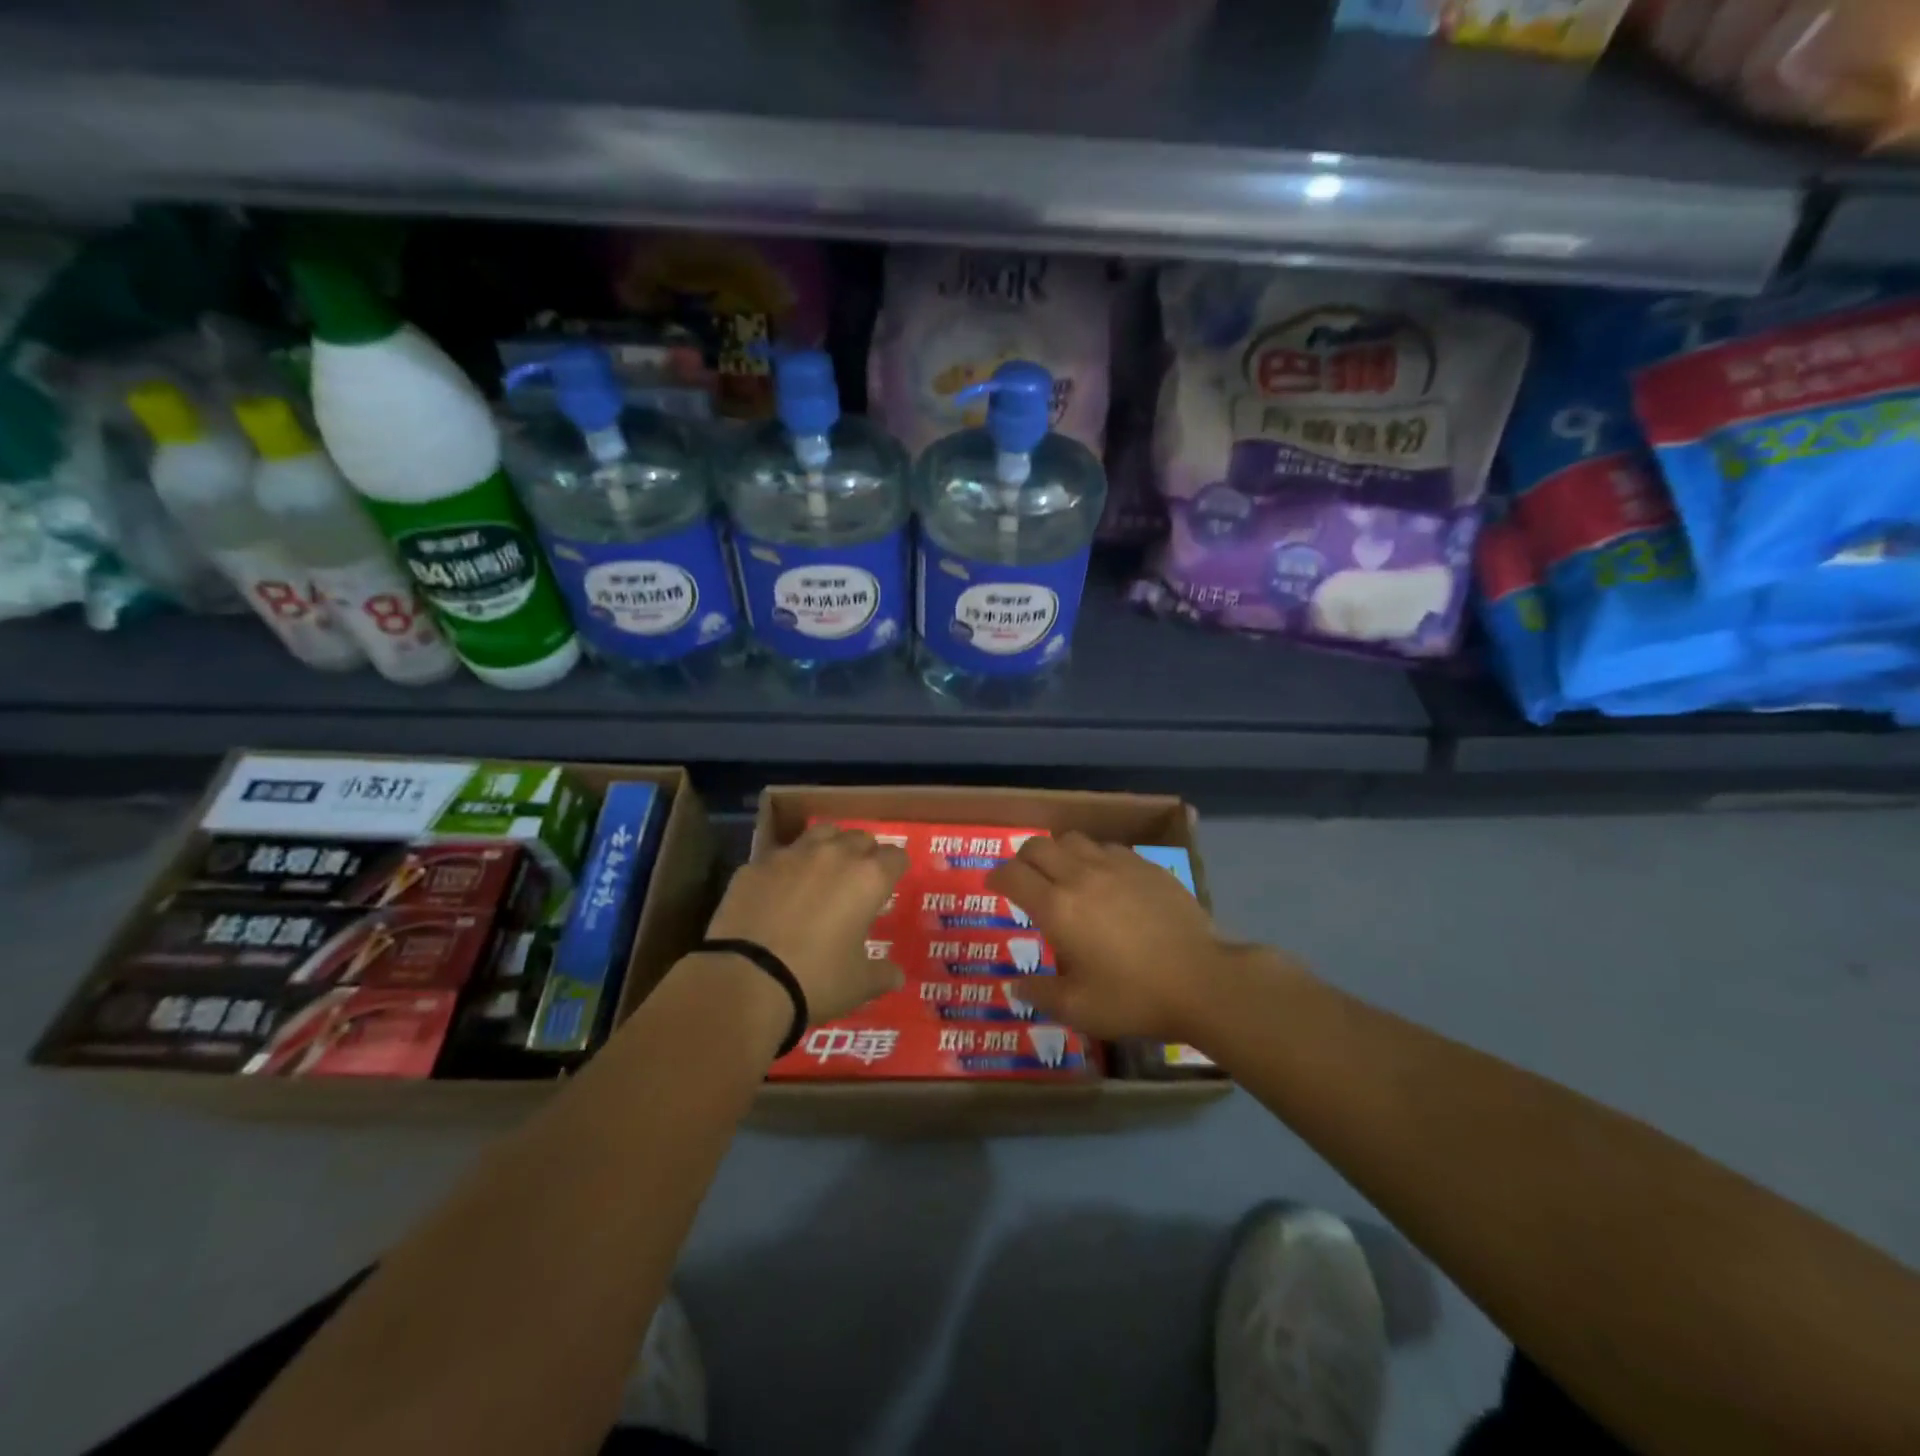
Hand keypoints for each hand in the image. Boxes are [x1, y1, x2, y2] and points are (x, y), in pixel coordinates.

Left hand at [704, 824, 907, 1024]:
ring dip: (828, 847)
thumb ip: (882, 974)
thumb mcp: (859, 984)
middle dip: (864, 853)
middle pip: (859, 837)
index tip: (890, 883)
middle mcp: (833, 855)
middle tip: (858, 879)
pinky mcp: (756, 865)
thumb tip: (896, 976)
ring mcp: (791, 855)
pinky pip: (779, 856)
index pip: (895, 856)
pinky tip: (779, 890)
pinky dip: (786, 868)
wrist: (747, 981)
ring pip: (820, 833)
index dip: (896, 868)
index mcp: (867, 878)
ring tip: (822, 870)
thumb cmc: (816, 980)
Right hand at [986, 832, 1240, 1041]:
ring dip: (1058, 852)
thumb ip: (1041, 994)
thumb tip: (1015, 988)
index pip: (1013, 875)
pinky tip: (1104, 879)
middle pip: (1038, 846)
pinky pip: (1108, 848)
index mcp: (1057, 908)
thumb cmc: (1134, 998)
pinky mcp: (1146, 865)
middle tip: (1024, 878)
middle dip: (1022, 859)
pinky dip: (1094, 857)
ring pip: (1073, 839)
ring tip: (1063, 874)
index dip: (996, 877)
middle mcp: (1080, 876)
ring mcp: (1115, 866)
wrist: (1202, 980)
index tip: (993, 886)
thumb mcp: (1079, 1009)